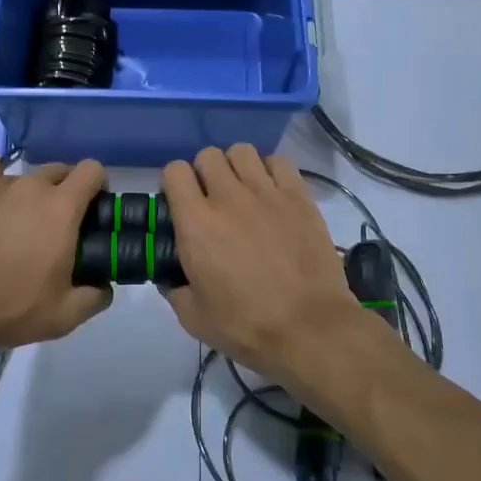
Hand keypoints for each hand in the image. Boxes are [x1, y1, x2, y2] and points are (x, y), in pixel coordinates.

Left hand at [0, 151, 111, 353]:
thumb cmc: (5, 308)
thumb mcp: (61, 318)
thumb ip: (93, 299)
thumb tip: (104, 286)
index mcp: (61, 209)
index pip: (92, 170)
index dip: (98, 185)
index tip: (93, 208)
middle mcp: (31, 186)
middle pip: (60, 170)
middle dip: (66, 190)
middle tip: (57, 225)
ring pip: (25, 176)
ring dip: (30, 193)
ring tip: (15, 225)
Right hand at [160, 145, 363, 374]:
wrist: (309, 329)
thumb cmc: (247, 326)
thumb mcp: (193, 318)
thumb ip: (174, 289)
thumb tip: (170, 277)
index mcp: (196, 223)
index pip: (174, 171)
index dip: (174, 184)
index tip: (180, 203)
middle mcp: (228, 197)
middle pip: (208, 155)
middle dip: (204, 173)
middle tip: (211, 200)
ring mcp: (266, 192)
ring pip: (242, 151)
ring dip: (236, 167)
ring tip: (243, 191)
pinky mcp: (299, 196)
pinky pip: (279, 161)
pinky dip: (271, 170)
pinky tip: (272, 192)